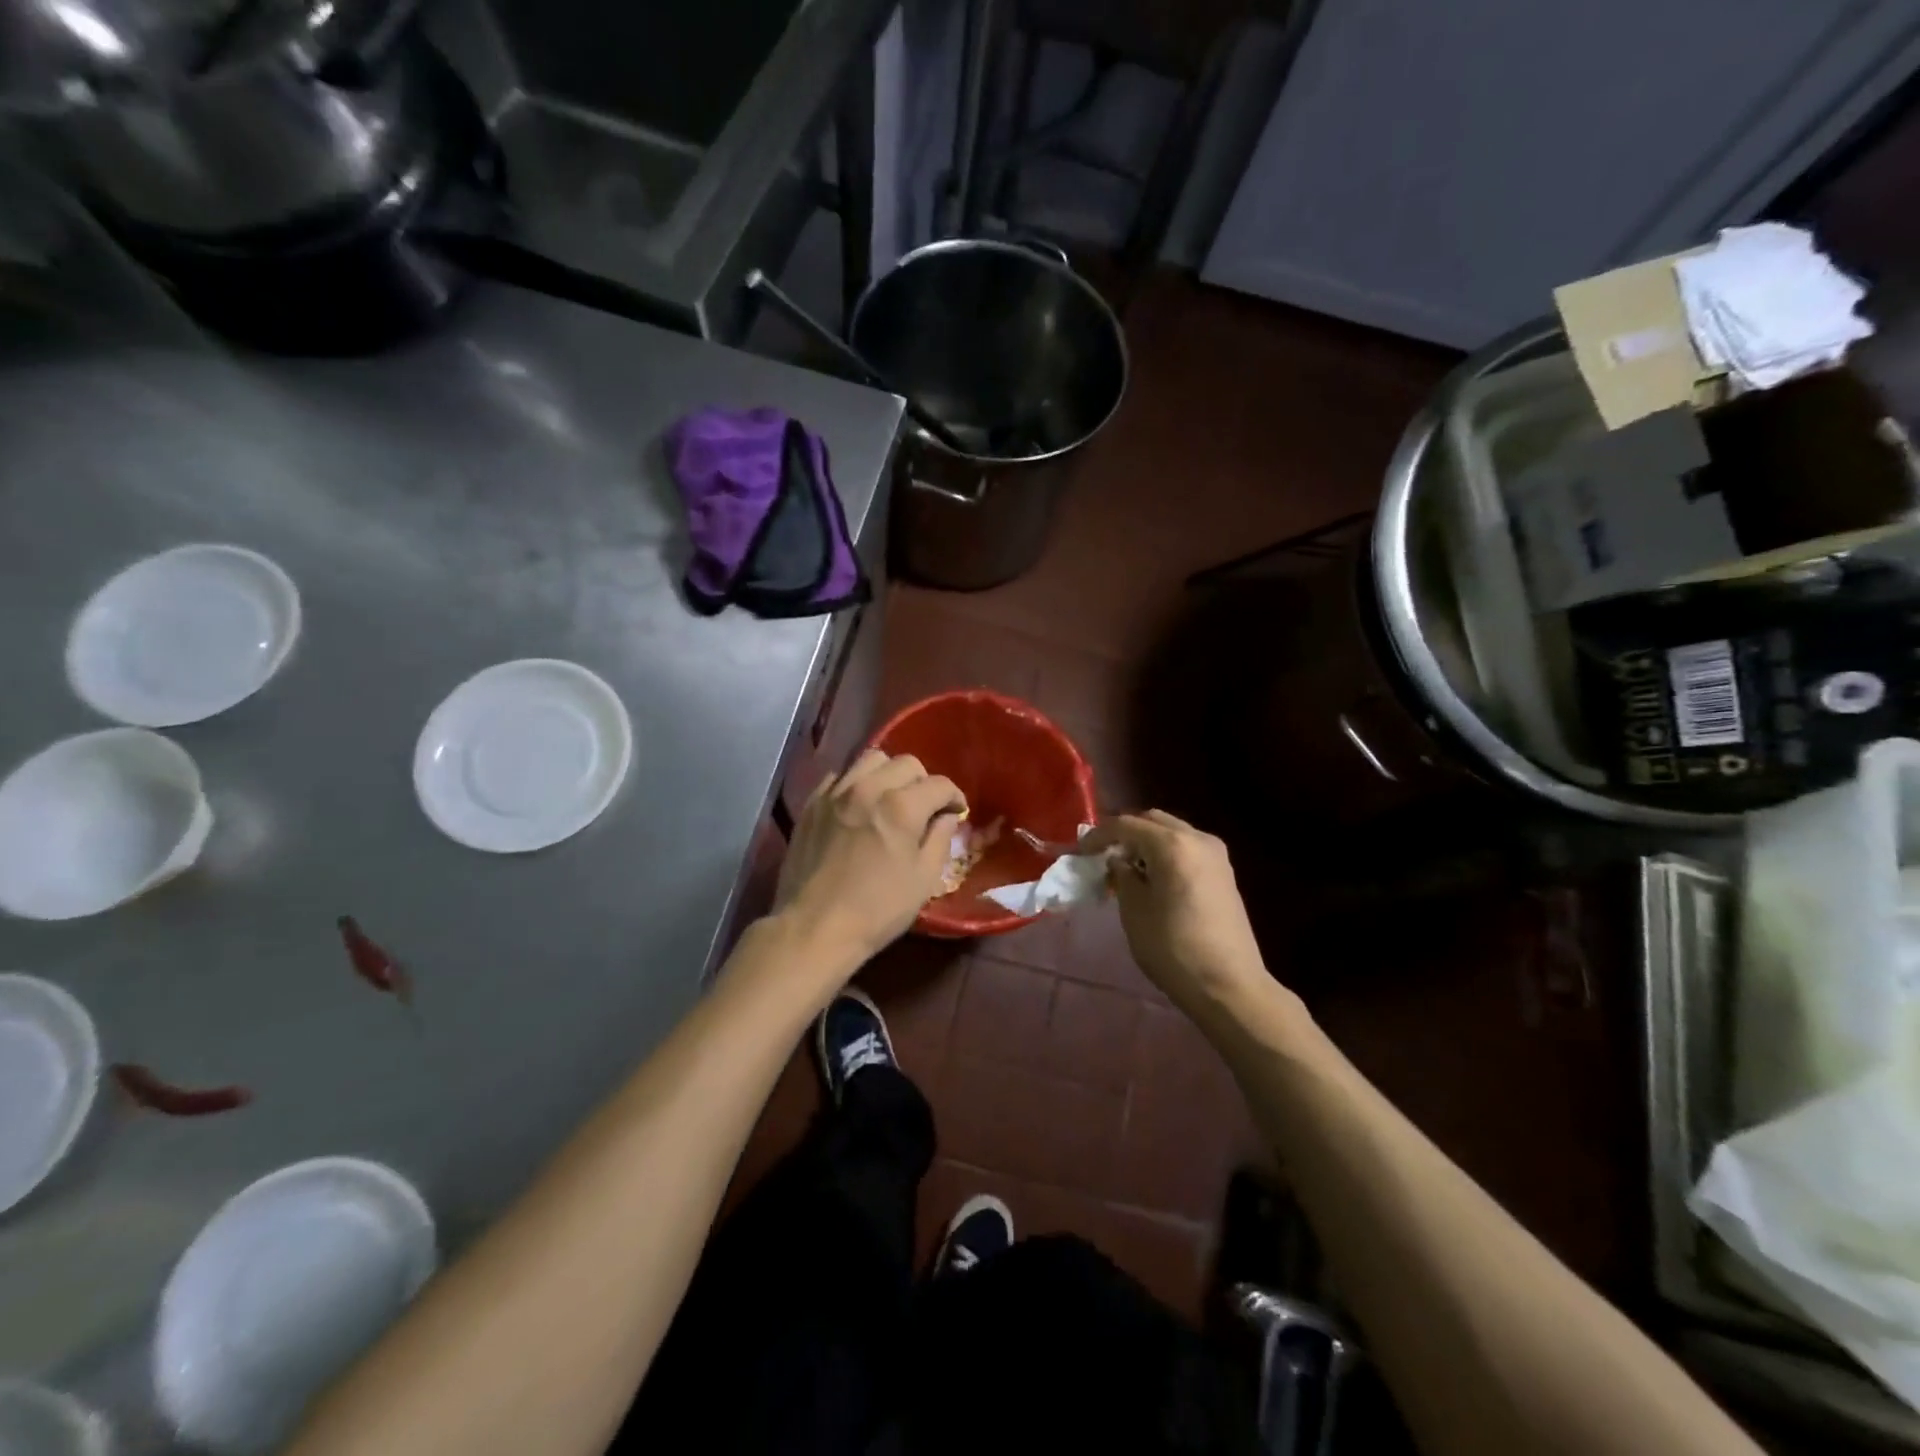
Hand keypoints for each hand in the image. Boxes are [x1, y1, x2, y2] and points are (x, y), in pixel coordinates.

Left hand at [774, 750, 966, 971]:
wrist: (814, 927)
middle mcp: (868, 788)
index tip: (956, 812)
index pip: (939, 784)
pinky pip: (839, 776)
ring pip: (870, 760)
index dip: (954, 796)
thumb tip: (946, 816)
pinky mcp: (812, 804)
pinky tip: (858, 806)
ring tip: (891, 798)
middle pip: (906, 763)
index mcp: (901, 806)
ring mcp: (836, 793)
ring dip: (889, 774)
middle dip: (923, 781)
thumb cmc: (877, 909)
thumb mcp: (923, 879)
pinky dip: (855, 784)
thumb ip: (939, 839)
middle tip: (925, 807)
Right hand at [1086, 811, 1268, 1007]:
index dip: (1099, 835)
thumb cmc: (1173, 948)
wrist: (1229, 986)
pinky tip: (1153, 879)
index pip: (1126, 825)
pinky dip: (1165, 855)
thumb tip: (1119, 861)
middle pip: (1152, 821)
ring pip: (1172, 834)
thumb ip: (1122, 876)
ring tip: (1126, 870)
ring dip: (1146, 844)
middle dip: (1125, 834)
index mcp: (1172, 845)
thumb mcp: (1134, 911)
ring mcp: (1216, 855)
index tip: (1080, 851)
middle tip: (1104, 857)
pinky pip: (1187, 849)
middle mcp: (1198, 839)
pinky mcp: (1224, 873)